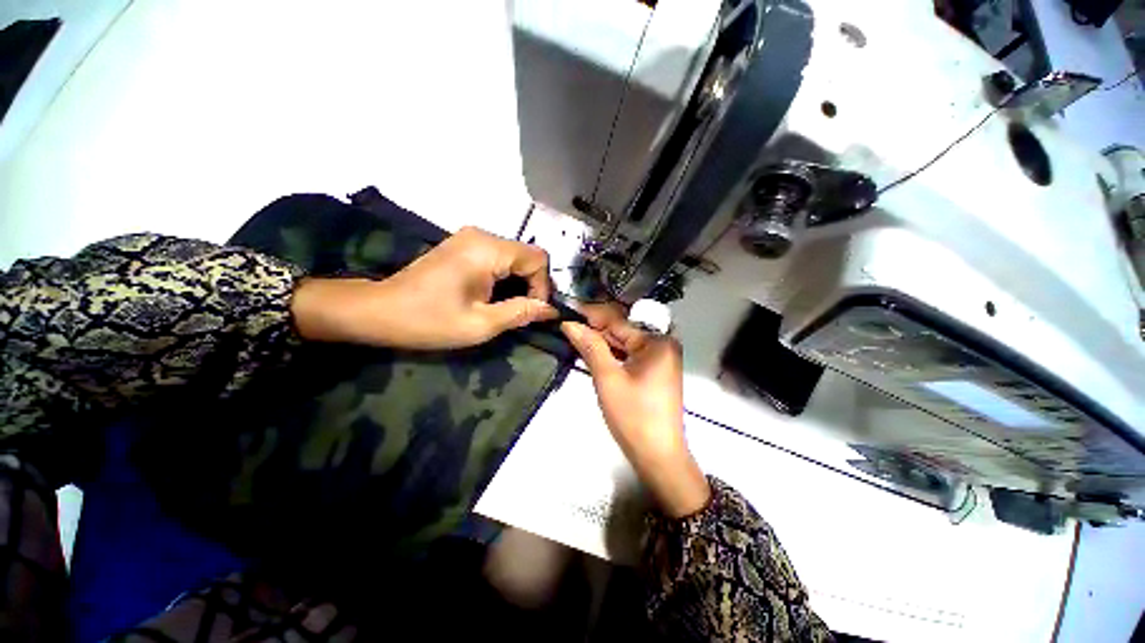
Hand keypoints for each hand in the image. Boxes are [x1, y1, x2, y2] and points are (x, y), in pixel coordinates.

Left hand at [292, 227, 557, 348]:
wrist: (379, 310)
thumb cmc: (429, 320)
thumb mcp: (480, 324)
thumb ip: (521, 313)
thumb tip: (551, 310)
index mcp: (487, 250)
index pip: (537, 258)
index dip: (543, 286)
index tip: (533, 311)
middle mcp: (482, 235)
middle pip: (528, 255)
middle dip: (532, 284)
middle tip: (523, 312)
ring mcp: (471, 238)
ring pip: (515, 256)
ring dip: (520, 281)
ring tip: (509, 306)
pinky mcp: (464, 245)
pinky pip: (499, 257)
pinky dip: (506, 276)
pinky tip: (494, 295)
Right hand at [561, 308, 709, 517]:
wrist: (659, 458)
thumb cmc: (634, 417)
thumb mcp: (608, 378)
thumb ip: (591, 347)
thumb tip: (570, 323)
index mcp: (657, 342)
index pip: (618, 322)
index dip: (591, 316)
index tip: (567, 310)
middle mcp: (662, 345)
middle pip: (622, 331)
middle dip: (595, 329)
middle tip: (567, 325)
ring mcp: (660, 360)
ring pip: (624, 344)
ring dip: (601, 343)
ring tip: (574, 336)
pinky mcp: (654, 373)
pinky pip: (629, 356)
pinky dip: (612, 355)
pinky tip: (592, 353)